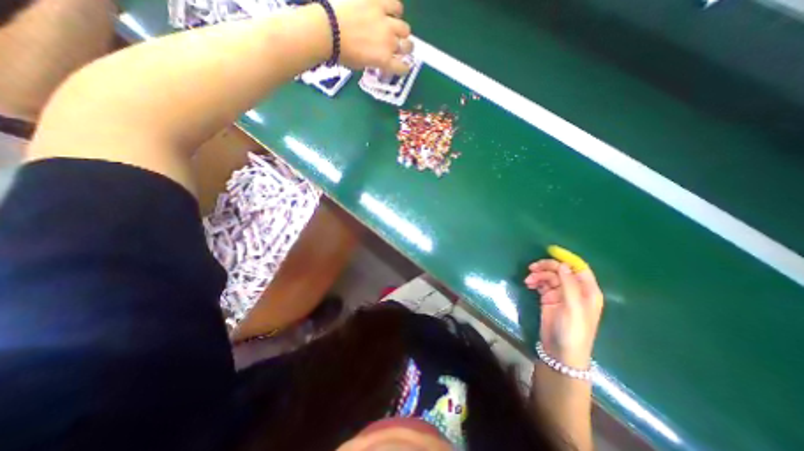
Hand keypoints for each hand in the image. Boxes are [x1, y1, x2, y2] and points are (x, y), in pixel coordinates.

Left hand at [329, 0, 409, 74]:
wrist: (329, 30)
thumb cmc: (342, 53)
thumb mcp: (361, 65)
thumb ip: (374, 61)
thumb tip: (377, 57)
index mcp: (385, 61)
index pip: (403, 67)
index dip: (404, 68)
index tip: (402, 66)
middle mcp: (390, 43)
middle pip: (407, 47)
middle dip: (405, 48)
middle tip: (400, 46)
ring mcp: (386, 22)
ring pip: (405, 28)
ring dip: (402, 31)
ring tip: (396, 28)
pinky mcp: (379, 4)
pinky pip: (396, 5)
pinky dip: (396, 10)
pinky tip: (392, 11)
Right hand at [528, 259, 603, 368]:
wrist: (560, 351)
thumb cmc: (573, 330)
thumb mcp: (573, 307)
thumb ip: (569, 285)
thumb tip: (562, 265)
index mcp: (588, 291)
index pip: (579, 268)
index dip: (566, 258)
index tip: (550, 251)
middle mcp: (575, 290)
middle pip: (561, 270)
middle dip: (547, 267)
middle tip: (532, 268)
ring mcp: (561, 294)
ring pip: (549, 276)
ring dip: (538, 275)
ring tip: (528, 280)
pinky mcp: (549, 299)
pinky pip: (541, 284)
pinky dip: (535, 281)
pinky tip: (528, 284)